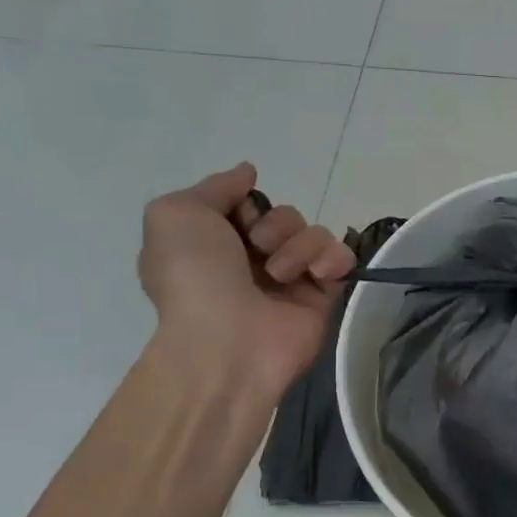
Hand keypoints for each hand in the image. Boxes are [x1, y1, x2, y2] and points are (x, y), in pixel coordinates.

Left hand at [138, 162, 356, 398]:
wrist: (226, 343)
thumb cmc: (194, 277)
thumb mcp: (175, 214)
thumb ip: (215, 186)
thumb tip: (248, 172)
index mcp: (216, 244)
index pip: (249, 204)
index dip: (246, 205)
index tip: (237, 220)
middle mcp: (254, 261)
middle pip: (285, 216)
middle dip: (275, 225)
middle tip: (258, 249)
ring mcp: (292, 280)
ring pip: (314, 233)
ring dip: (298, 245)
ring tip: (281, 274)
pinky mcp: (324, 297)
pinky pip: (341, 258)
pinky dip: (332, 259)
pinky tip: (317, 275)